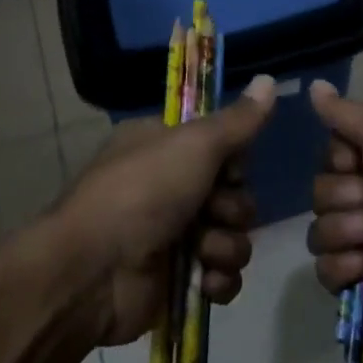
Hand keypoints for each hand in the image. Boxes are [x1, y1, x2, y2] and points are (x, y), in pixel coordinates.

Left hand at [57, 75, 276, 345]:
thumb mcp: (194, 145)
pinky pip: (222, 275)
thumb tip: (270, 80)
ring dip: (226, 246)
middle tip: (213, 212)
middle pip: (234, 193)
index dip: (235, 161)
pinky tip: (205, 283)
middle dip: (232, 208)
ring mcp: (173, 235)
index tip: (230, 168)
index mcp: (163, 146)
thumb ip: (237, 120)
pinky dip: (219, 280)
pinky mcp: (179, 279)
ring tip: (203, 252)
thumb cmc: (142, 193)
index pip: (221, 145)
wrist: (93, 273)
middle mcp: (167, 186)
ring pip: (233, 235)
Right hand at [307, 78, 362, 338]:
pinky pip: (325, 270)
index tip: (355, 158)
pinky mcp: (362, 284)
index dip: (338, 156)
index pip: (334, 155)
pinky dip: (344, 265)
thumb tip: (315, 84)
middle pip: (322, 191)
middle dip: (341, 194)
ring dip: (344, 229)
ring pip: (320, 229)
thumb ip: (347, 112)